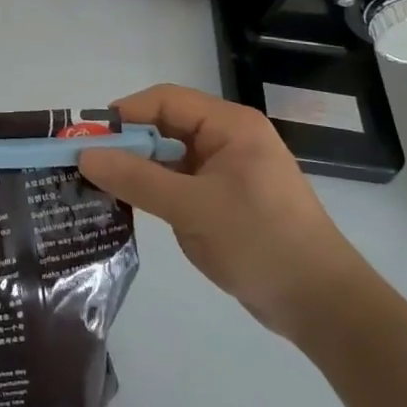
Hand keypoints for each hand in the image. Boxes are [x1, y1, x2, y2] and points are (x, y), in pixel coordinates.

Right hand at [79, 84, 369, 338]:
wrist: (322, 306)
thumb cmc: (261, 242)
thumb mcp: (192, 208)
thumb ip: (137, 179)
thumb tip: (84, 155)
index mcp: (230, 126)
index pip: (165, 100)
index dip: (125, 114)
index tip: (87, 137)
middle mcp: (228, 139)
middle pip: (165, 126)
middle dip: (126, 142)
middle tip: (85, 164)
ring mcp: (227, 171)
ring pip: (169, 156)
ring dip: (137, 168)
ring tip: (97, 185)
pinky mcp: (225, 200)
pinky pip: (179, 182)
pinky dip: (153, 189)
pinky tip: (127, 205)